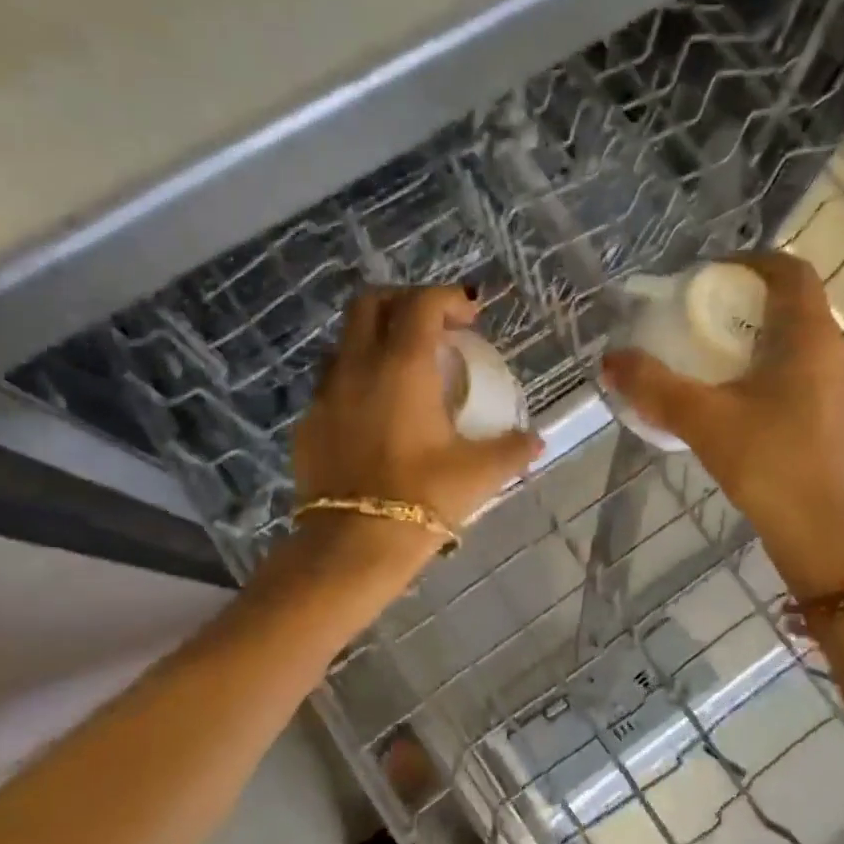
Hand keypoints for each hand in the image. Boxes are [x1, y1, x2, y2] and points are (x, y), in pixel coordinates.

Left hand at [292, 285, 541, 563]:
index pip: (421, 304)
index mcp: (402, 366)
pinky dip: (356, 380)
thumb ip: (512, 449)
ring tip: (403, 369)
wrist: (353, 545)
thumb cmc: (424, 498)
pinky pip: (331, 384)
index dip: (448, 299)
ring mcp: (325, 394)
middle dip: (403, 302)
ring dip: (375, 340)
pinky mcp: (308, 423)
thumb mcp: (480, 473)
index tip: (470, 316)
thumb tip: (536, 441)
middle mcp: (357, 367)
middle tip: (433, 328)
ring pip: (345, 342)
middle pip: (370, 304)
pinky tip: (375, 413)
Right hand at [601, 253, 843, 593]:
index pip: (791, 272)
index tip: (712, 276)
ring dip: (767, 338)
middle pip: (798, 305)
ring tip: (723, 361)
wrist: (818, 531)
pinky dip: (782, 368)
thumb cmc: (765, 463)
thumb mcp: (700, 420)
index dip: (752, 262)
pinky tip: (750, 402)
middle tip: (707, 319)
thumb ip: (652, 386)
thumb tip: (610, 360)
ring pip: (807, 341)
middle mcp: (840, 352)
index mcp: (811, 339)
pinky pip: (814, 372)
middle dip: (752, 303)